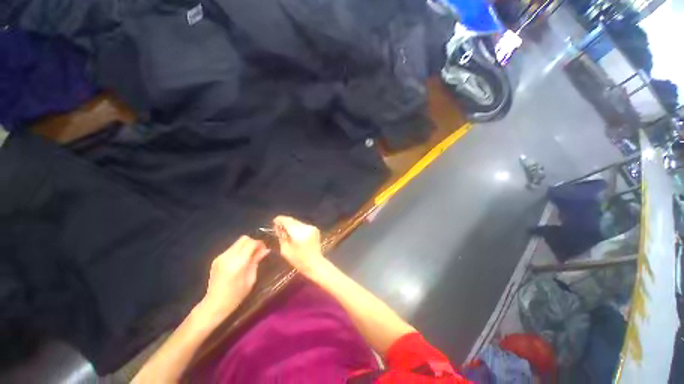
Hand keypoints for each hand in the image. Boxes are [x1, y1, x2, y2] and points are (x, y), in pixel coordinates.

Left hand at [200, 236, 269, 319]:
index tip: (264, 250)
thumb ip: (256, 261)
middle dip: (253, 242)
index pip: (251, 243)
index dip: (260, 244)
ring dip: (245, 246)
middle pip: (243, 239)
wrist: (214, 305)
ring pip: (237, 242)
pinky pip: (231, 249)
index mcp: (238, 263)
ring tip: (250, 257)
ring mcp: (220, 257)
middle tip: (258, 251)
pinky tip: (240, 261)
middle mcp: (228, 257)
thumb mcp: (250, 279)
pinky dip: (239, 250)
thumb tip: (266, 250)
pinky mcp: (216, 259)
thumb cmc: (236, 296)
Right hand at [273, 216, 324, 274]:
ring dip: (291, 225)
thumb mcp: (285, 250)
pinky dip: (298, 228)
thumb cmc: (299, 260)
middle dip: (285, 222)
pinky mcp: (315, 229)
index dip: (280, 220)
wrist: (315, 263)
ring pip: (298, 222)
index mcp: (298, 233)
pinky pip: (303, 226)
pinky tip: (295, 235)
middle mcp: (306, 227)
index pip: (287, 221)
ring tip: (286, 232)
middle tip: (278, 228)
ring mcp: (312, 227)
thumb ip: (281, 236)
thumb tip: (278, 227)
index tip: (274, 222)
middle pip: (293, 220)